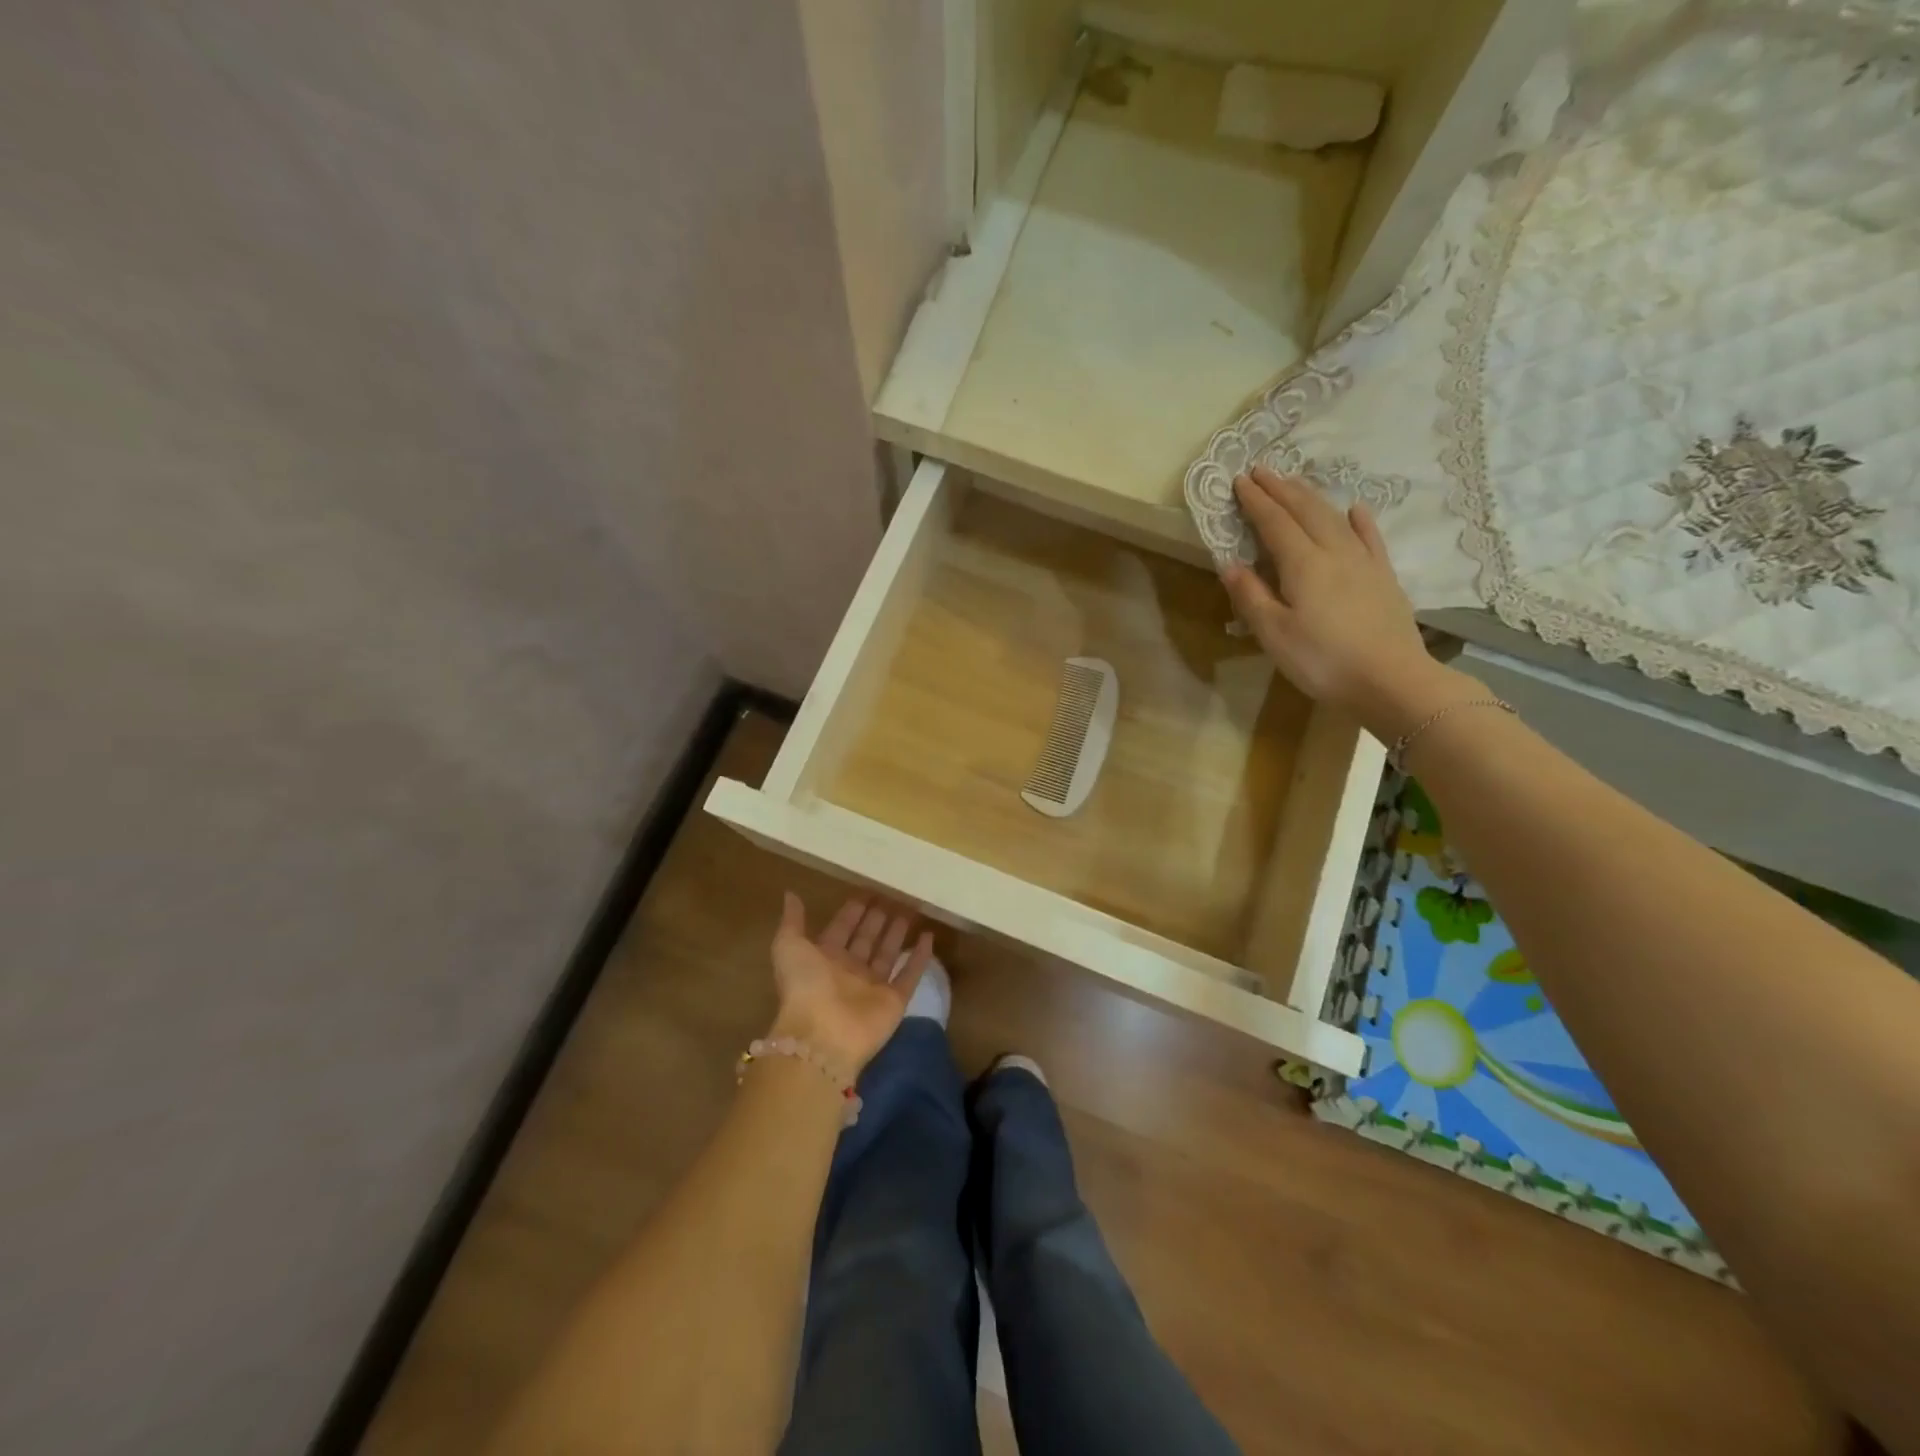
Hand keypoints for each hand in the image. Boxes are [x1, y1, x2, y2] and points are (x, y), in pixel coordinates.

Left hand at [768, 893, 933, 1073]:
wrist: (822, 1036)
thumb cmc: (804, 986)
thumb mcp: (789, 947)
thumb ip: (792, 921)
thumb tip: (790, 894)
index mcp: (824, 958)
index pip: (842, 928)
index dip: (853, 911)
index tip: (868, 890)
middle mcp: (849, 971)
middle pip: (867, 938)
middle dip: (878, 918)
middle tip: (894, 894)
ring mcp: (873, 986)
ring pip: (889, 953)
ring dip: (898, 932)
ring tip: (911, 910)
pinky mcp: (894, 1000)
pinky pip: (911, 974)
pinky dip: (921, 957)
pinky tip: (929, 936)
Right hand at [1221, 467, 1450, 737]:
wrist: (1391, 680)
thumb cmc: (1323, 661)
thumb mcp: (1274, 634)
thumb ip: (1251, 597)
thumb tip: (1230, 564)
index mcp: (1303, 564)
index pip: (1274, 523)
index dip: (1256, 501)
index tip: (1239, 480)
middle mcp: (1334, 552)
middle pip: (1305, 511)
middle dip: (1281, 489)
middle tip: (1262, 470)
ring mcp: (1364, 562)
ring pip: (1334, 518)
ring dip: (1312, 497)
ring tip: (1294, 483)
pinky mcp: (1384, 577)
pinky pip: (1370, 538)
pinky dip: (1359, 520)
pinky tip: (1355, 509)